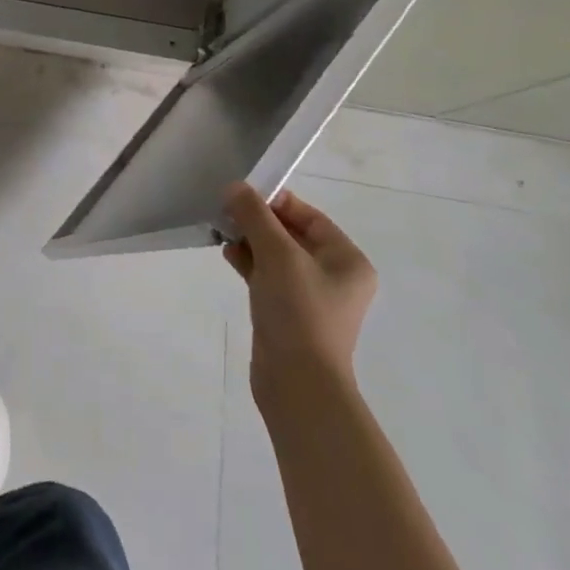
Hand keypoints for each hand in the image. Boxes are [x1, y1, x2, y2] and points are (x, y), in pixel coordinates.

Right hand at [222, 185, 375, 413]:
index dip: (276, 203)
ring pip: (276, 255)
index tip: (241, 196)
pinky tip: (228, 255)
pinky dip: (250, 263)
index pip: (310, 217)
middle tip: (226, 212)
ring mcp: (311, 297)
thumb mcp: (277, 255)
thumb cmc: (298, 311)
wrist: (297, 382)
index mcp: (347, 260)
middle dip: (258, 222)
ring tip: (222, 232)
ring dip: (250, 241)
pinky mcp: (289, 313)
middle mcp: (334, 276)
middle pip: (292, 234)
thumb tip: (235, 187)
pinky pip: (268, 277)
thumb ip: (255, 216)